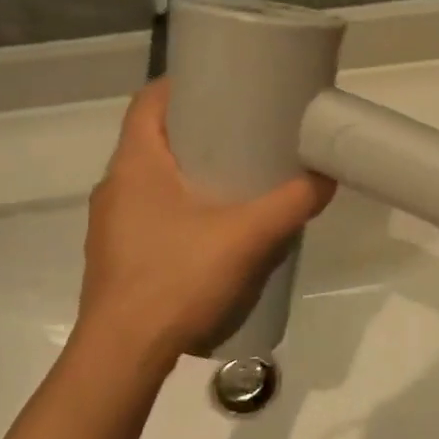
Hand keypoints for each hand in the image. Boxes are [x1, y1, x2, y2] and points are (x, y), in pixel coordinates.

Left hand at [77, 80, 334, 370]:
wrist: (123, 355)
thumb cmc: (177, 279)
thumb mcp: (247, 237)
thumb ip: (292, 203)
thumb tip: (327, 176)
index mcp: (135, 164)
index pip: (148, 101)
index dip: (182, 84)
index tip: (222, 83)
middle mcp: (114, 186)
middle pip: (152, 137)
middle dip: (195, 127)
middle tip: (242, 129)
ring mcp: (110, 224)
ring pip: (150, 178)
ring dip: (186, 169)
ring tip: (233, 177)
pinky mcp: (116, 255)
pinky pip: (148, 211)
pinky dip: (177, 205)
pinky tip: (211, 228)